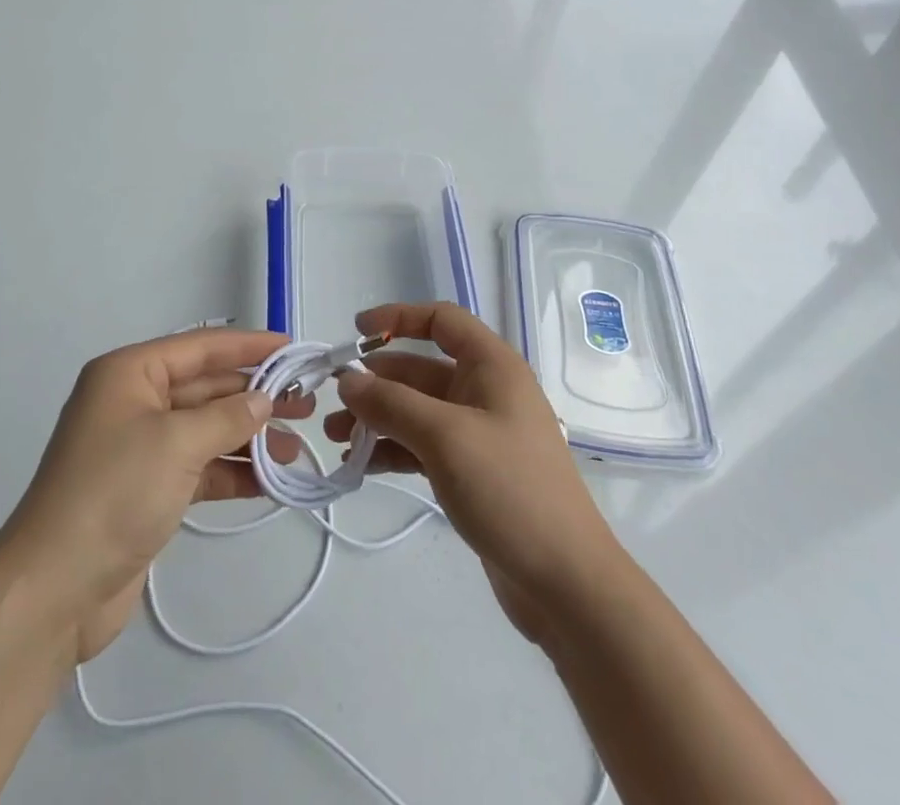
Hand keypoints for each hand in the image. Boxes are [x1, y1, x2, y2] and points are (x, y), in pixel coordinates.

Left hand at [0, 328, 310, 664]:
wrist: (53, 592)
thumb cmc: (114, 494)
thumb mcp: (176, 444)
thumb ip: (227, 417)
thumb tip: (264, 400)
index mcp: (129, 374)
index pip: (200, 347)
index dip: (249, 346)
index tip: (292, 349)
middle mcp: (133, 402)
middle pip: (205, 388)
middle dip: (254, 396)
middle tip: (305, 404)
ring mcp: (139, 448)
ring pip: (205, 429)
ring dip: (249, 437)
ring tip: (295, 446)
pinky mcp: (147, 490)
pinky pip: (199, 467)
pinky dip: (231, 472)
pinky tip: (270, 481)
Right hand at [326, 303, 626, 645]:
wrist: (566, 582)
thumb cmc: (509, 489)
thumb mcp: (445, 438)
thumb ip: (392, 404)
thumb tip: (348, 380)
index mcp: (492, 366)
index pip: (441, 320)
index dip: (398, 318)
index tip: (355, 332)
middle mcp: (486, 391)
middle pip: (422, 370)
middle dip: (377, 382)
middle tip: (334, 403)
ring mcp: (480, 433)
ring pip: (418, 411)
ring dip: (378, 419)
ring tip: (336, 439)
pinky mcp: (473, 472)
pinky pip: (424, 446)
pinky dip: (393, 450)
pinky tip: (360, 465)